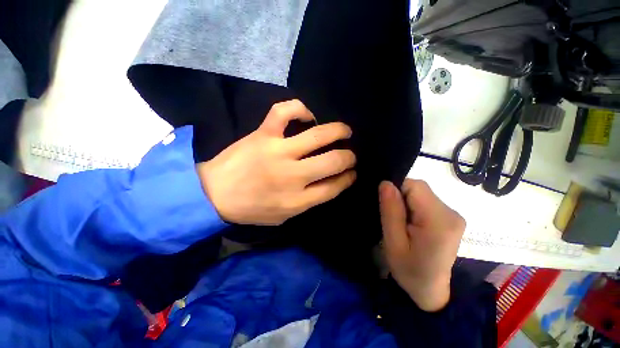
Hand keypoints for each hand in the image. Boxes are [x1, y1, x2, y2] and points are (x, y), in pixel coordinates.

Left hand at [197, 100, 356, 224]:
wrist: (214, 194)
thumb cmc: (251, 209)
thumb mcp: (285, 216)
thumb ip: (309, 201)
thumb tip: (331, 182)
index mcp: (298, 200)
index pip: (334, 186)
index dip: (348, 178)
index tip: (352, 172)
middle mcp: (292, 175)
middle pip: (333, 161)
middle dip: (349, 157)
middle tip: (350, 154)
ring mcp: (278, 151)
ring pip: (318, 135)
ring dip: (338, 131)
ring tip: (345, 131)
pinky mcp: (263, 134)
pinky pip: (284, 112)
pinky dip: (300, 109)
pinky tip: (308, 116)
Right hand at [379, 179, 464, 311]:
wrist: (431, 290)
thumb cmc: (409, 271)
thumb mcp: (393, 243)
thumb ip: (390, 212)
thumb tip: (385, 183)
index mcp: (439, 221)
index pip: (414, 186)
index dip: (396, 191)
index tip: (388, 208)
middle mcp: (451, 213)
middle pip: (419, 188)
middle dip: (401, 198)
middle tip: (394, 220)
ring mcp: (453, 214)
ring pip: (421, 193)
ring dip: (406, 203)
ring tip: (401, 223)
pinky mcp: (450, 217)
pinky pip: (425, 200)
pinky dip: (413, 206)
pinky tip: (410, 223)